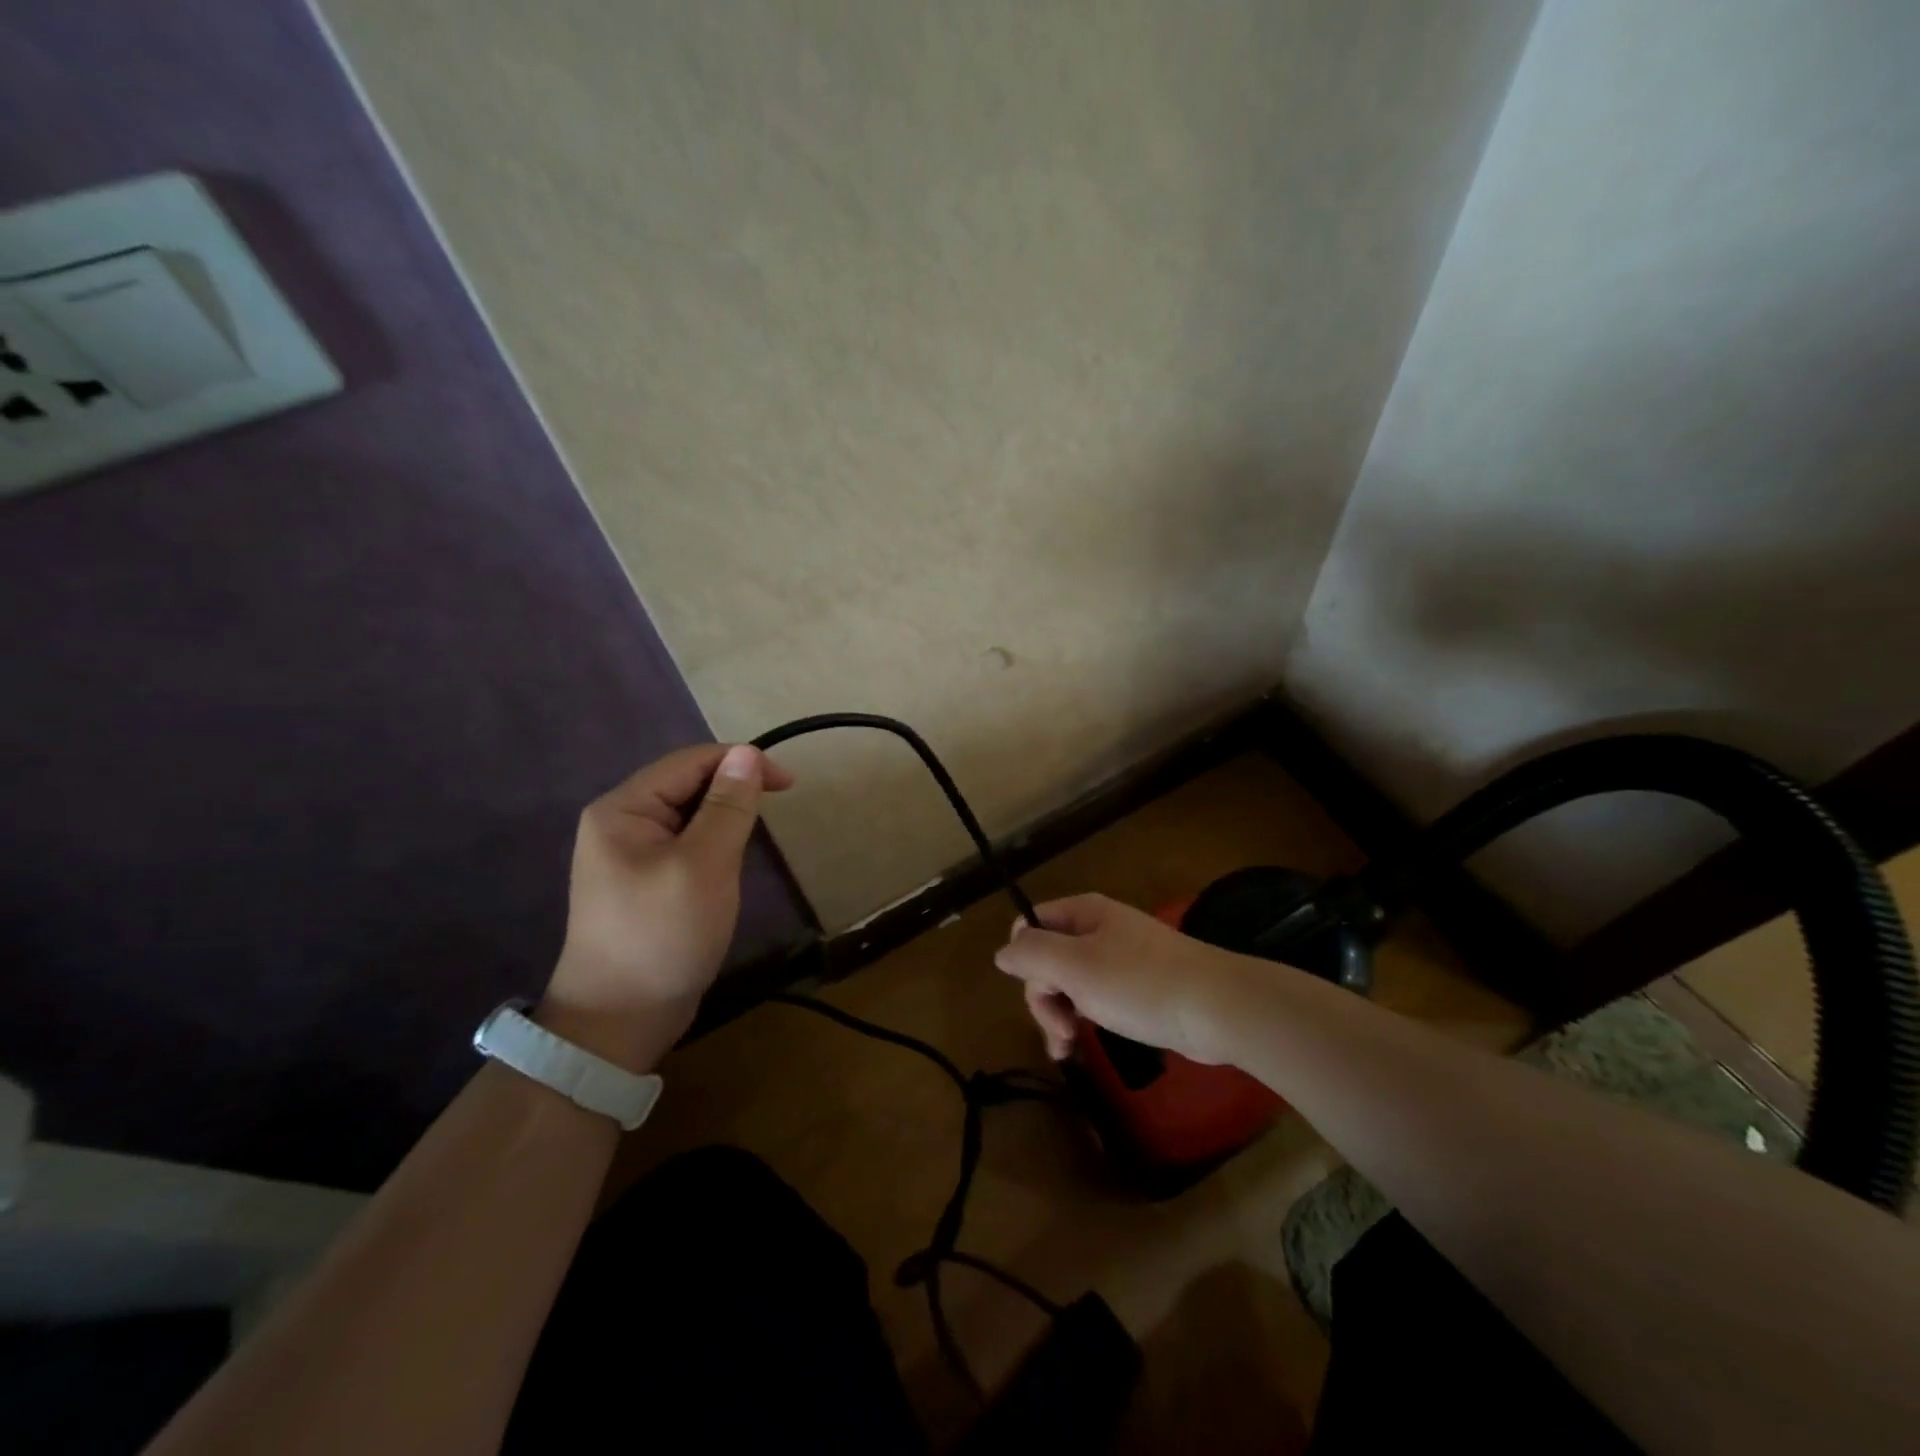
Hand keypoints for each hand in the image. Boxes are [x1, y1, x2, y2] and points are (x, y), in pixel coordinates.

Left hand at [539, 743, 793, 1071]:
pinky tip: (729, 863)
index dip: (741, 763)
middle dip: (732, 792)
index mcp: (623, 809)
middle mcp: (620, 822)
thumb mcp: (704, 865)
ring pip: (689, 816)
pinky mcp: (643, 880)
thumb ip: (727, 807)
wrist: (618, 1021)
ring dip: (725, 820)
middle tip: (773, 818)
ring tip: (753, 841)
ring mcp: (628, 854)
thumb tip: (747, 753)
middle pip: (686, 785)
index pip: (689, 762)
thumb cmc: (662, 936)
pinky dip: (713, 845)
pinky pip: (685, 844)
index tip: (789, 784)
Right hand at [993, 893, 1247, 1063]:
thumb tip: (1003, 952)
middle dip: (1043, 996)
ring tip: (1066, 1049)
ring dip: (1059, 1015)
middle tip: (1059, 1031)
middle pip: (1048, 957)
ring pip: (1070, 982)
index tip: (1037, 989)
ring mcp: (1120, 959)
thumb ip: (1032, 955)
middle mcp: (1098, 929)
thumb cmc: (1140, 983)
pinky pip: (1095, 998)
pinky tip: (1081, 1047)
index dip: (1024, 957)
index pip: (1031, 924)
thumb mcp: (1075, 967)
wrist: (1218, 1007)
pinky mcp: (1137, 988)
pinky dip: (1083, 1020)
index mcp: (1083, 913)